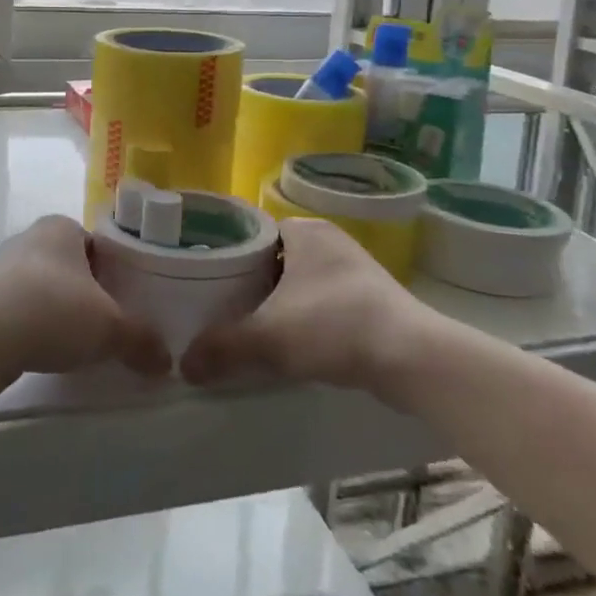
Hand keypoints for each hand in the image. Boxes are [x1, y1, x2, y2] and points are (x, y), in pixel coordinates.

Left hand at [0, 216, 171, 377]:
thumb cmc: (53, 311)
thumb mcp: (110, 328)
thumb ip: (141, 340)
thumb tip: (167, 362)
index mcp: (61, 226)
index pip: (98, 245)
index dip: (115, 273)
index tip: (126, 302)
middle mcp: (30, 237)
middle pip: (71, 266)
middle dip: (87, 293)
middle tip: (108, 325)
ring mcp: (1, 267)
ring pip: (43, 287)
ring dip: (58, 310)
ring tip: (78, 343)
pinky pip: (19, 308)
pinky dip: (34, 325)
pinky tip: (44, 350)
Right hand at [181, 219, 418, 393]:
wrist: (412, 358)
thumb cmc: (334, 326)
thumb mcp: (268, 337)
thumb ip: (223, 347)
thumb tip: (183, 365)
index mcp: (303, 230)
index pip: (252, 231)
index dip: (227, 254)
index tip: (206, 280)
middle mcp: (329, 240)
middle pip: (274, 257)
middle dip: (251, 281)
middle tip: (221, 307)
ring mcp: (354, 268)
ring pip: (300, 280)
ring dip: (278, 301)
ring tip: (250, 326)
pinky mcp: (372, 298)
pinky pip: (323, 299)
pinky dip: (305, 316)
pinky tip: (291, 342)